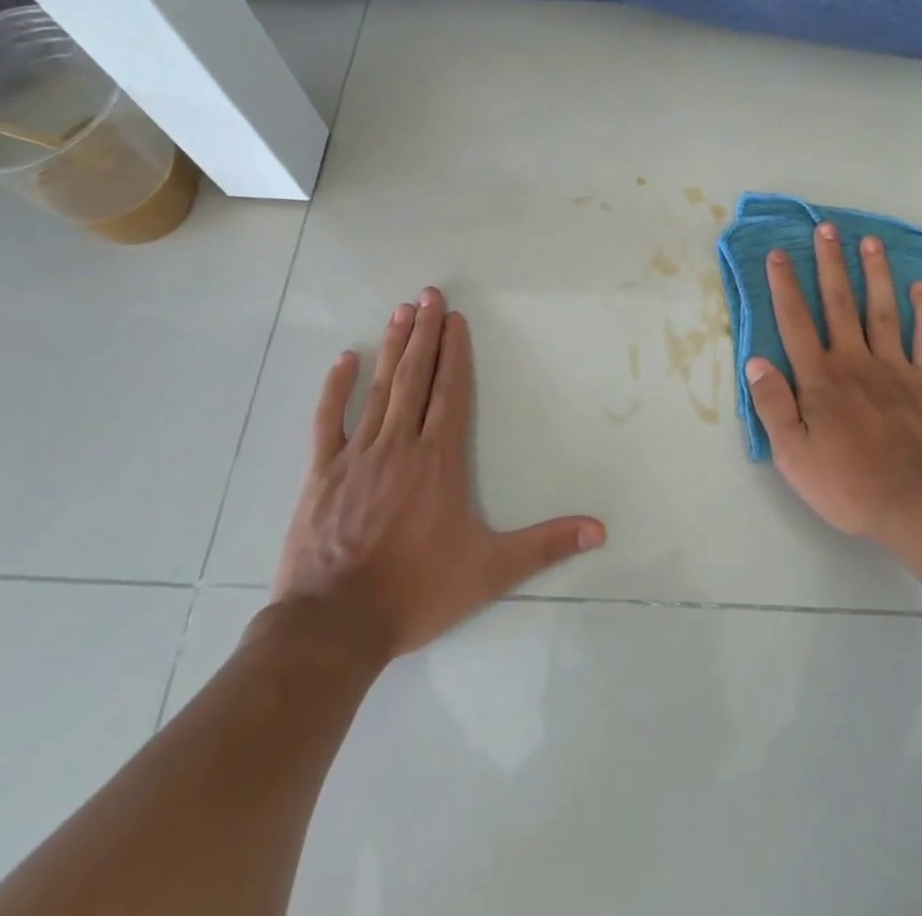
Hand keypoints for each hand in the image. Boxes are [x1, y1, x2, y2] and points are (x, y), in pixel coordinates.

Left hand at [268, 288, 605, 662]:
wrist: (334, 627)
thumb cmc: (416, 592)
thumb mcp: (490, 571)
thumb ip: (545, 546)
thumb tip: (600, 529)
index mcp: (438, 461)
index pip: (451, 393)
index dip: (455, 353)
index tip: (454, 318)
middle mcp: (400, 445)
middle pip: (416, 378)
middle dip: (423, 333)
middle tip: (427, 294)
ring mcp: (357, 456)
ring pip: (379, 389)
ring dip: (391, 348)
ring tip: (399, 311)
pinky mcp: (321, 474)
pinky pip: (328, 420)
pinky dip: (335, 388)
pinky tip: (343, 359)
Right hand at [745, 225, 921, 546]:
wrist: (921, 503)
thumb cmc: (849, 483)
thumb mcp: (793, 455)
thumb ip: (773, 405)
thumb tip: (755, 360)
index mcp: (820, 379)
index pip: (796, 322)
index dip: (784, 286)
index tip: (779, 253)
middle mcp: (855, 362)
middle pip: (839, 304)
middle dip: (830, 264)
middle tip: (826, 228)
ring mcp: (895, 368)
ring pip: (881, 311)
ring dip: (874, 274)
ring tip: (869, 241)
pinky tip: (920, 289)